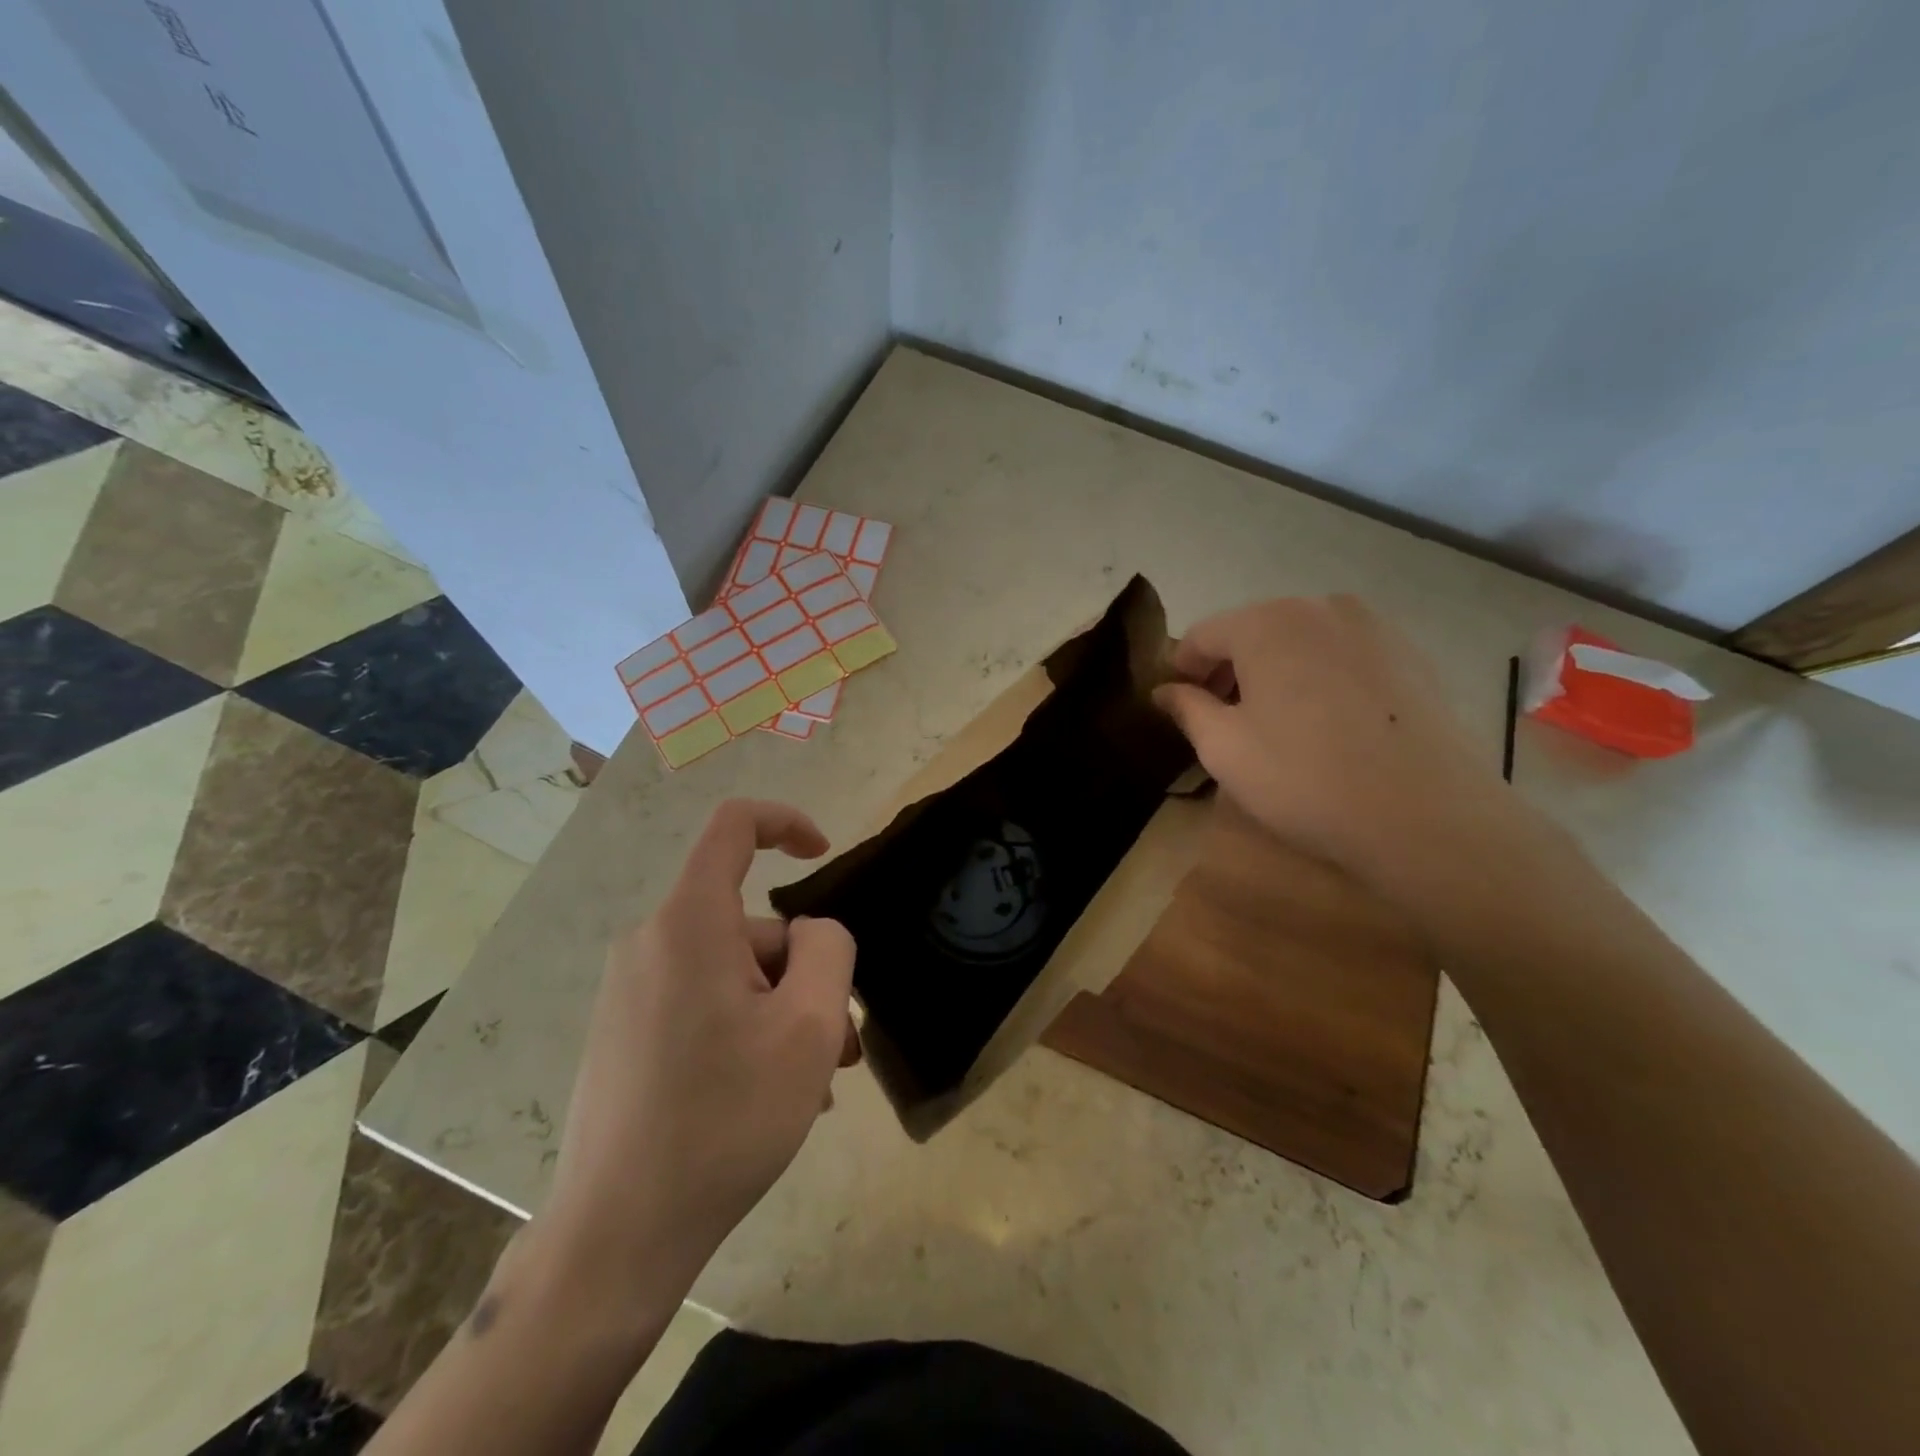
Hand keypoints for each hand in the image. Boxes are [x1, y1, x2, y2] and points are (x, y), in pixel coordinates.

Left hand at [537, 800, 859, 1301]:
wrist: (615, 1237)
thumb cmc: (724, 1120)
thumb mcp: (809, 1028)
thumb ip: (828, 950)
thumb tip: (811, 933)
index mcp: (689, 924)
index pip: (734, 827)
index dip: (786, 823)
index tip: (823, 854)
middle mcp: (651, 943)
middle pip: (750, 925)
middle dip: (804, 974)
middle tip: (838, 1045)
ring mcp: (631, 990)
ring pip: (733, 974)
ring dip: (781, 1013)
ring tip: (810, 1083)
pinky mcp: (625, 1031)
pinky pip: (702, 1004)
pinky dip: (745, 1031)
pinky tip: (766, 1096)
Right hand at [1154, 595, 1523, 913]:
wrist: (1426, 816)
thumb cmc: (1304, 778)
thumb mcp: (1223, 748)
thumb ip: (1187, 708)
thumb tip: (1164, 691)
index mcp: (1266, 622)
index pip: (1202, 636)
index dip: (1182, 672)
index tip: (1178, 709)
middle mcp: (1320, 607)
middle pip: (1253, 632)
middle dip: (1230, 671)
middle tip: (1223, 721)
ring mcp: (1374, 627)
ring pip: (1301, 642)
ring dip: (1276, 674)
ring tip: (1278, 725)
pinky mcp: (1412, 656)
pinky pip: (1345, 658)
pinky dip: (1322, 680)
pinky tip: (1329, 727)